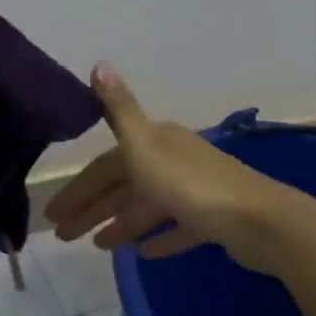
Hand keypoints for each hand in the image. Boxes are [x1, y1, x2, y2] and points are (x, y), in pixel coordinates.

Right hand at [44, 64, 315, 277]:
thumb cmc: (192, 185)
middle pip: (123, 186)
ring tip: (97, 246)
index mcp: (154, 143)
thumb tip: (99, 63)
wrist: (262, 221)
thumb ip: (119, 110)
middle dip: (92, 209)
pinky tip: (143, 252)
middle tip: (64, 236)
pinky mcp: (213, 219)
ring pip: (147, 206)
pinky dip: (159, 237)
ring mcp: (195, 190)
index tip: (53, 215)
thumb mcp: (145, 145)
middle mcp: (173, 160)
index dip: (78, 188)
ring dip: (121, 223)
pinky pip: (178, 227)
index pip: (105, 166)